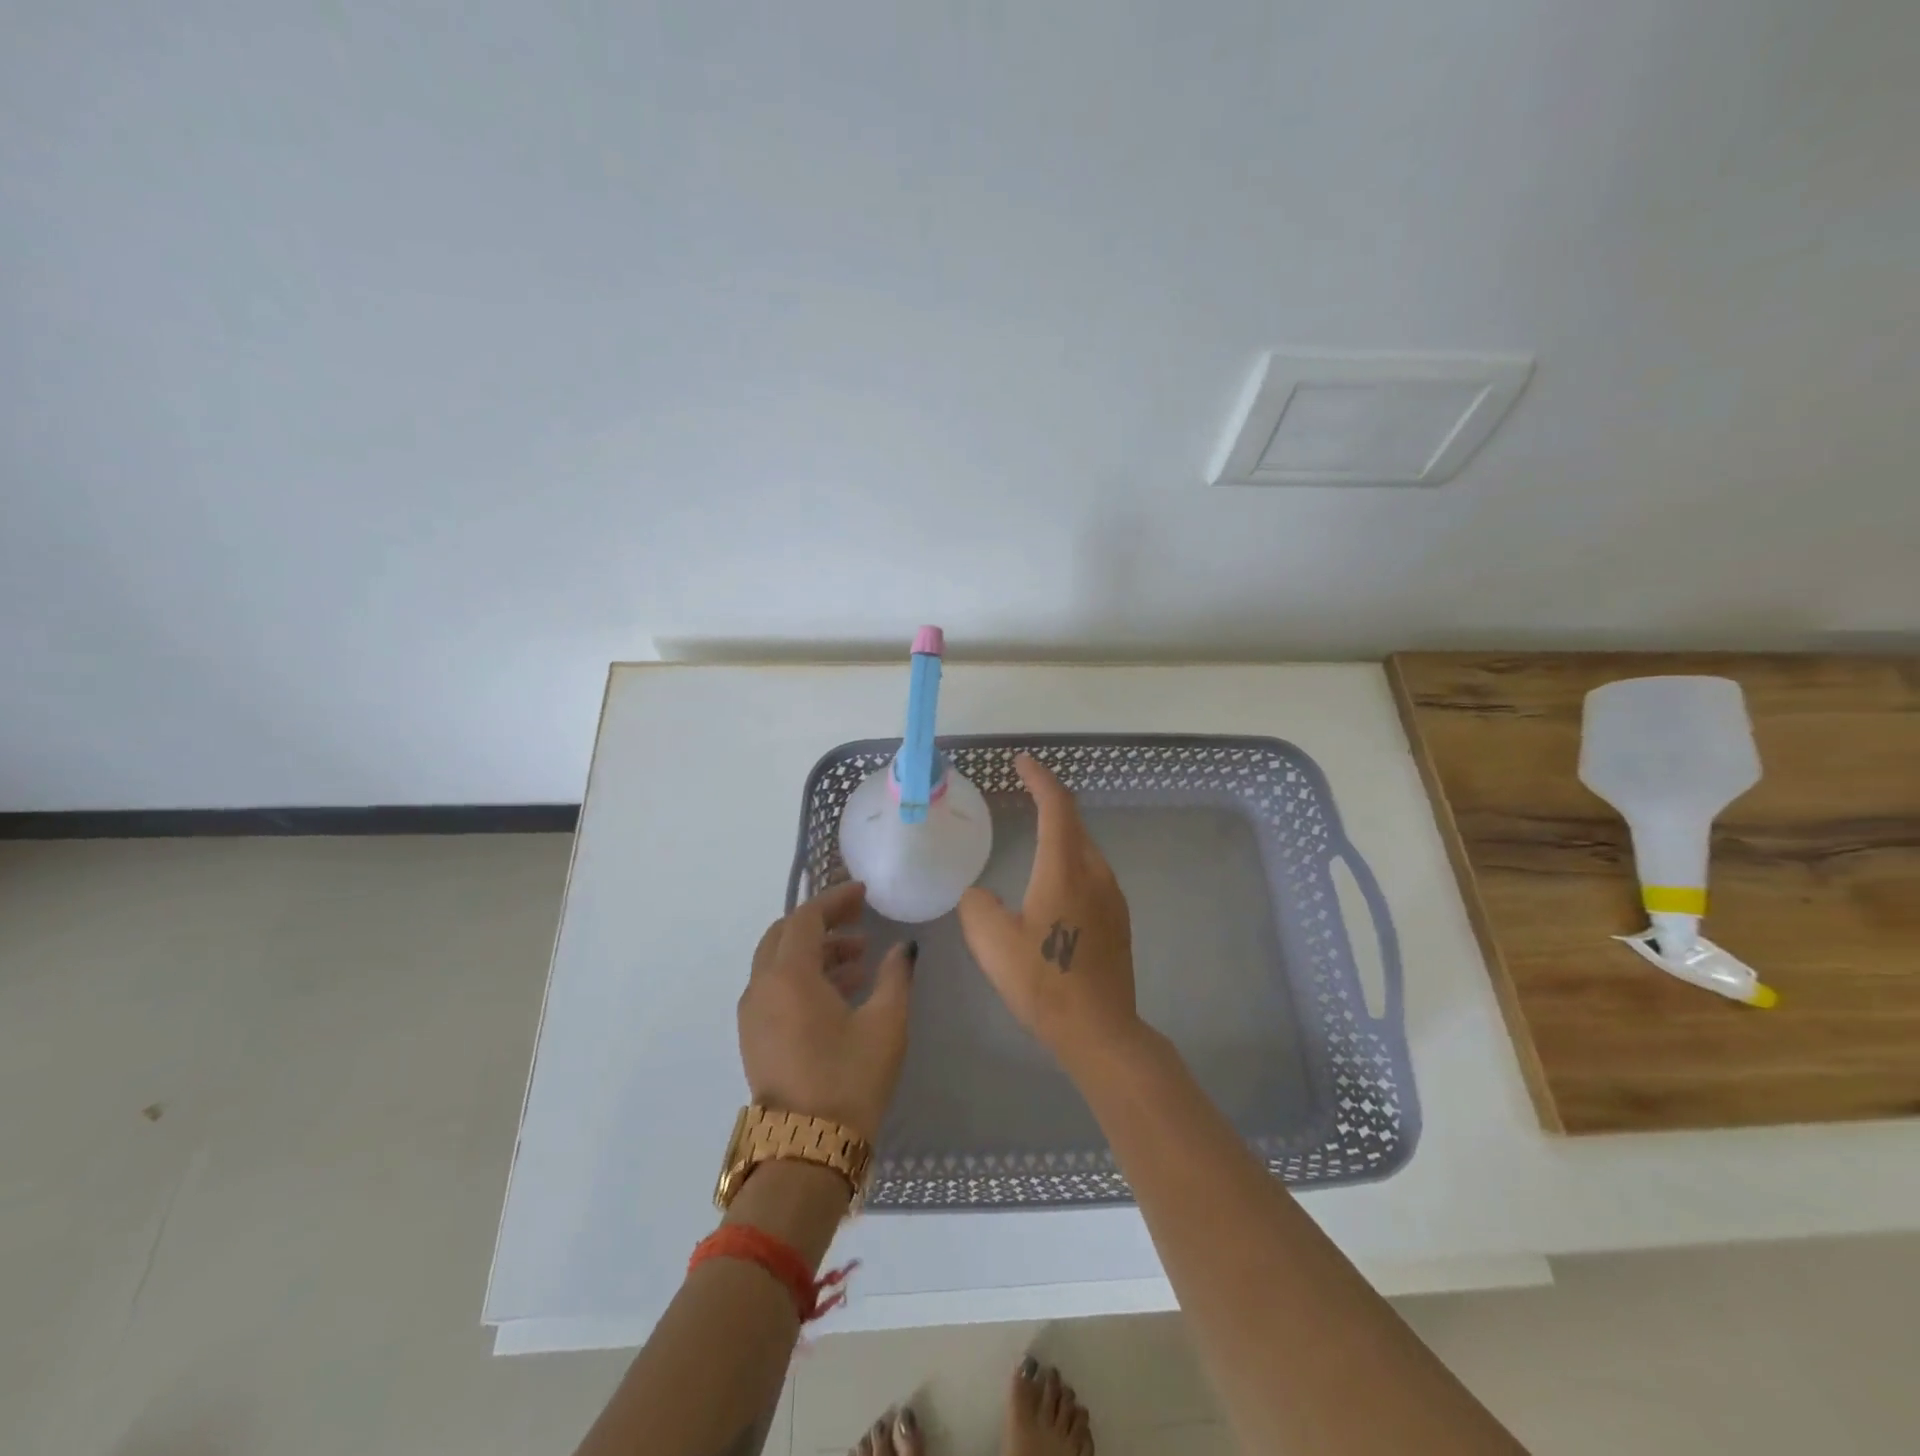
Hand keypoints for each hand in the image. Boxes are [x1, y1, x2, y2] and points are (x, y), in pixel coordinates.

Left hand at [737, 880, 914, 1141]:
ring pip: (778, 962)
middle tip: (858, 920)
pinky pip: (775, 988)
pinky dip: (803, 976)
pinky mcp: (754, 1037)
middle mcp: (761, 987)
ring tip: (859, 959)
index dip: (835, 900)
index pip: (805, 918)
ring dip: (815, 951)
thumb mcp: (886, 1023)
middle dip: (821, 922)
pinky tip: (840, 991)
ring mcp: (752, 1014)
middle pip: (784, 934)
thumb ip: (896, 975)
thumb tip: (903, 948)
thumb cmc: (850, 1079)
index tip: (863, 894)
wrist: (806, 1151)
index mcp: (788, 975)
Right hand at [957, 753, 1139, 1065]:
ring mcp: (1112, 898)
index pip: (1056, 807)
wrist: (1101, 1031)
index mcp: (1065, 870)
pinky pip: (1091, 874)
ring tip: (1035, 836)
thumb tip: (980, 894)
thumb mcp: (991, 943)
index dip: (1040, 778)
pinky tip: (1053, 885)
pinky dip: (1070, 861)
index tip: (1023, 761)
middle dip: (1050, 801)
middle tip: (1025, 792)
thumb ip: (976, 906)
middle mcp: (1095, 874)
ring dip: (1061, 833)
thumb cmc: (1043, 983)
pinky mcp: (1118, 920)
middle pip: (1074, 823)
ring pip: (1085, 850)